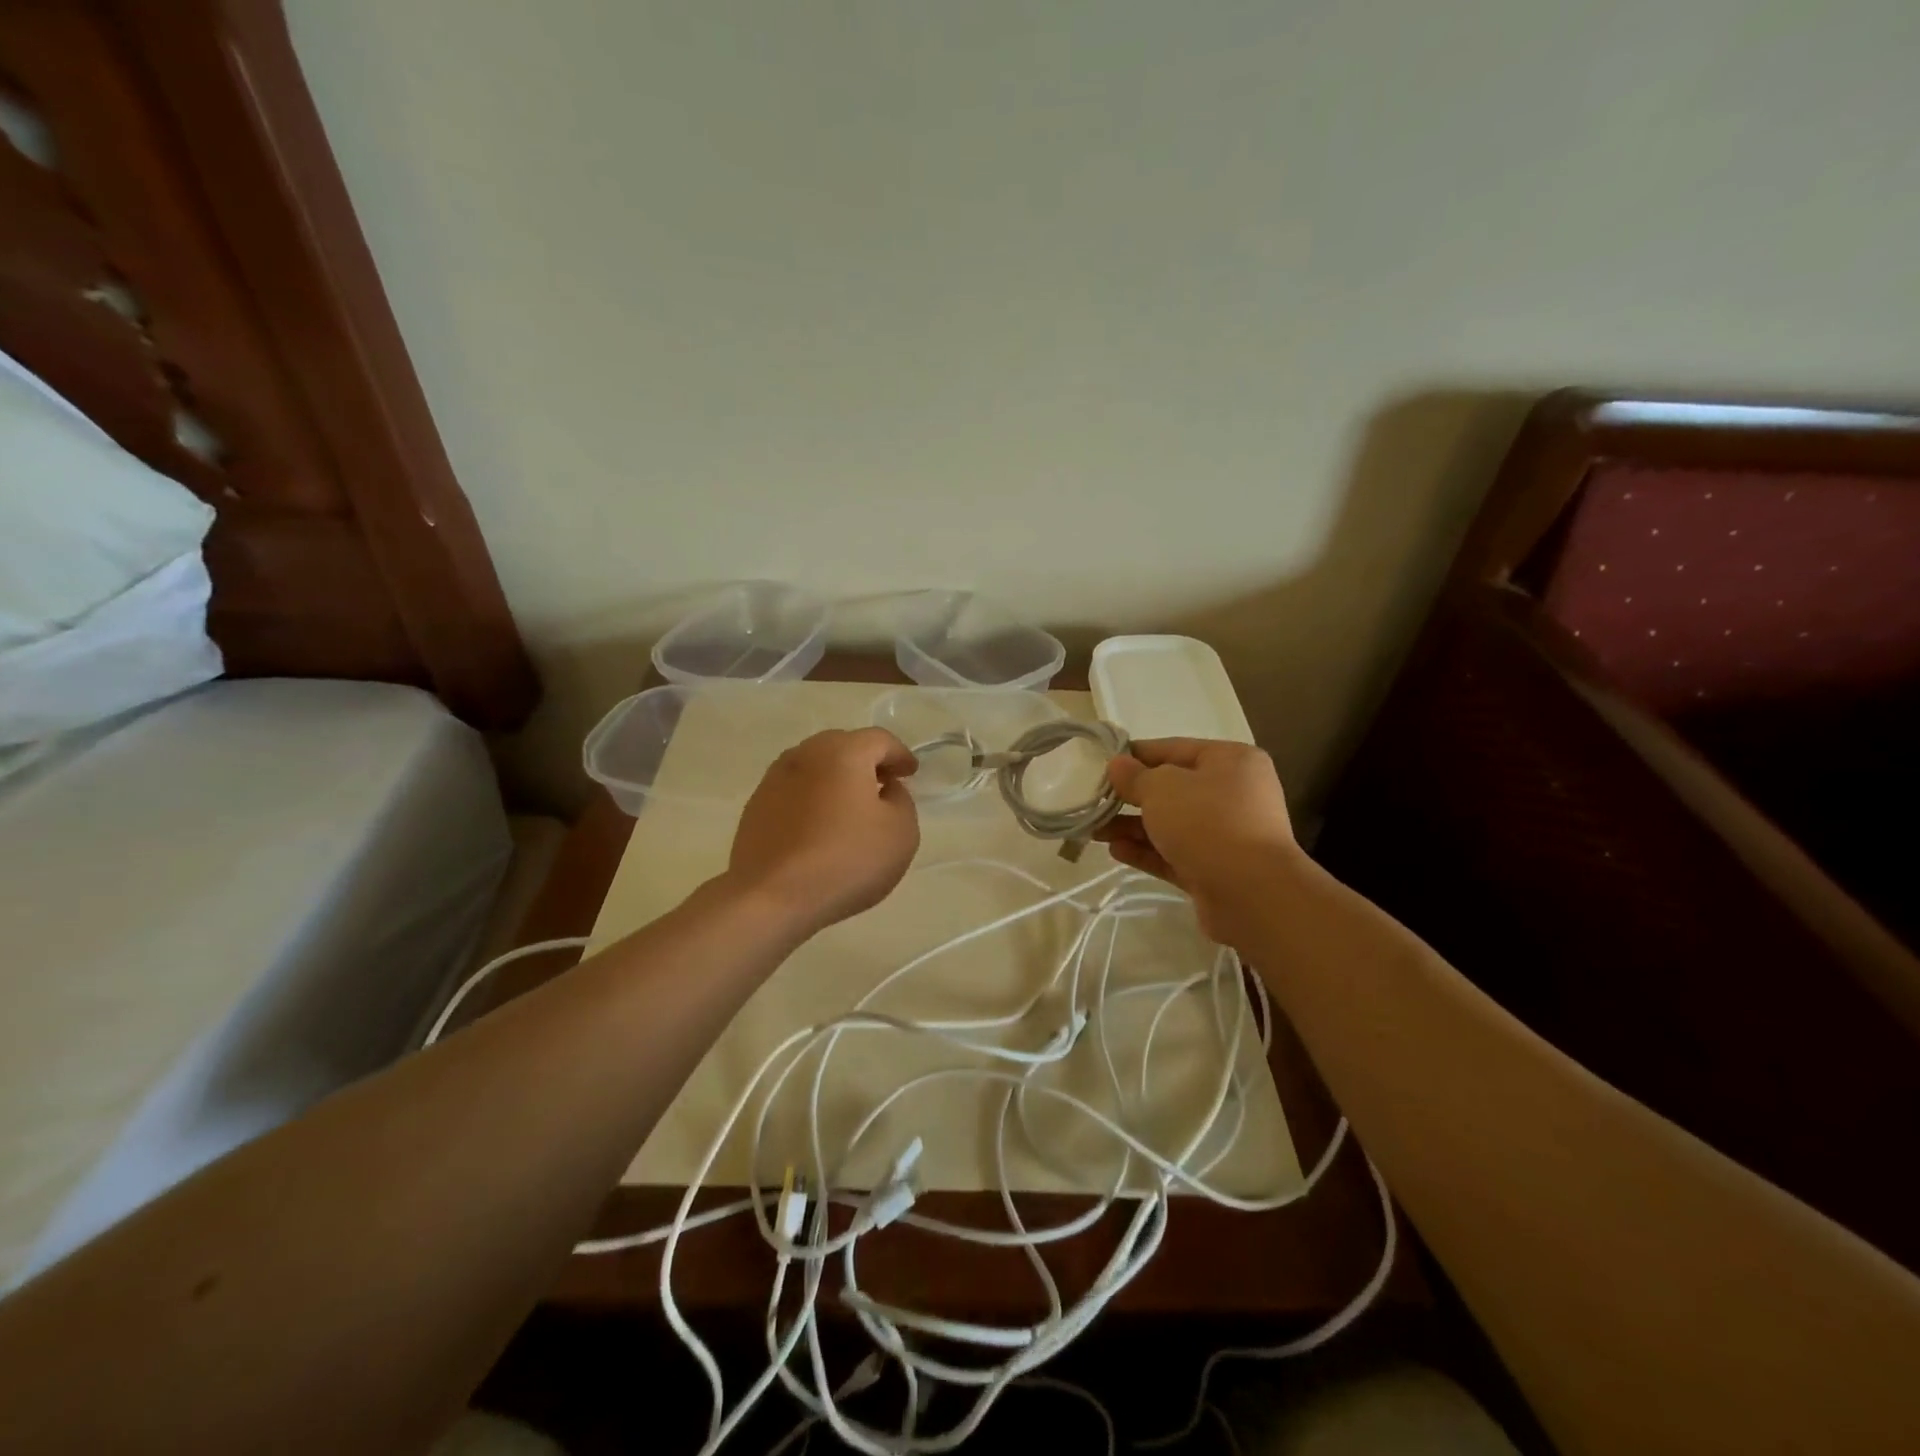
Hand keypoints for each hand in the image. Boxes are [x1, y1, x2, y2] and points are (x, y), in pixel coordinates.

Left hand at [726, 728, 920, 939]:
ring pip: (815, 767)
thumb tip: (886, 789)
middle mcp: (805, 754)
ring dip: (836, 779)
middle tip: (883, 785)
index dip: (900, 755)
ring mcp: (774, 779)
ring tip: (850, 808)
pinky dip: (812, 799)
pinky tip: (819, 827)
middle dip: (866, 762)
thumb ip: (901, 800)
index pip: (880, 740)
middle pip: (843, 746)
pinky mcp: (756, 806)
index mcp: (843, 752)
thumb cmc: (846, 860)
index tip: (910, 773)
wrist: (771, 897)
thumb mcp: (901, 832)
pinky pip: (794, 791)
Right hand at [1097, 738, 1302, 946]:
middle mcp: (1232, 794)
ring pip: (1170, 824)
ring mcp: (1225, 834)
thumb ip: (1135, 776)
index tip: (1101, 764)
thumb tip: (1117, 765)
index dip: (1135, 755)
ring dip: (1132, 826)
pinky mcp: (1215, 869)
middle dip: (1130, 796)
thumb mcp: (1162, 788)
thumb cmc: (1207, 822)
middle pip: (1172, 789)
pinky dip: (1147, 851)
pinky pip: (1174, 853)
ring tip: (1095, 831)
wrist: (1251, 893)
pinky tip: (1116, 851)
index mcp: (1230, 761)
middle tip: (1094, 801)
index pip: (1174, 748)